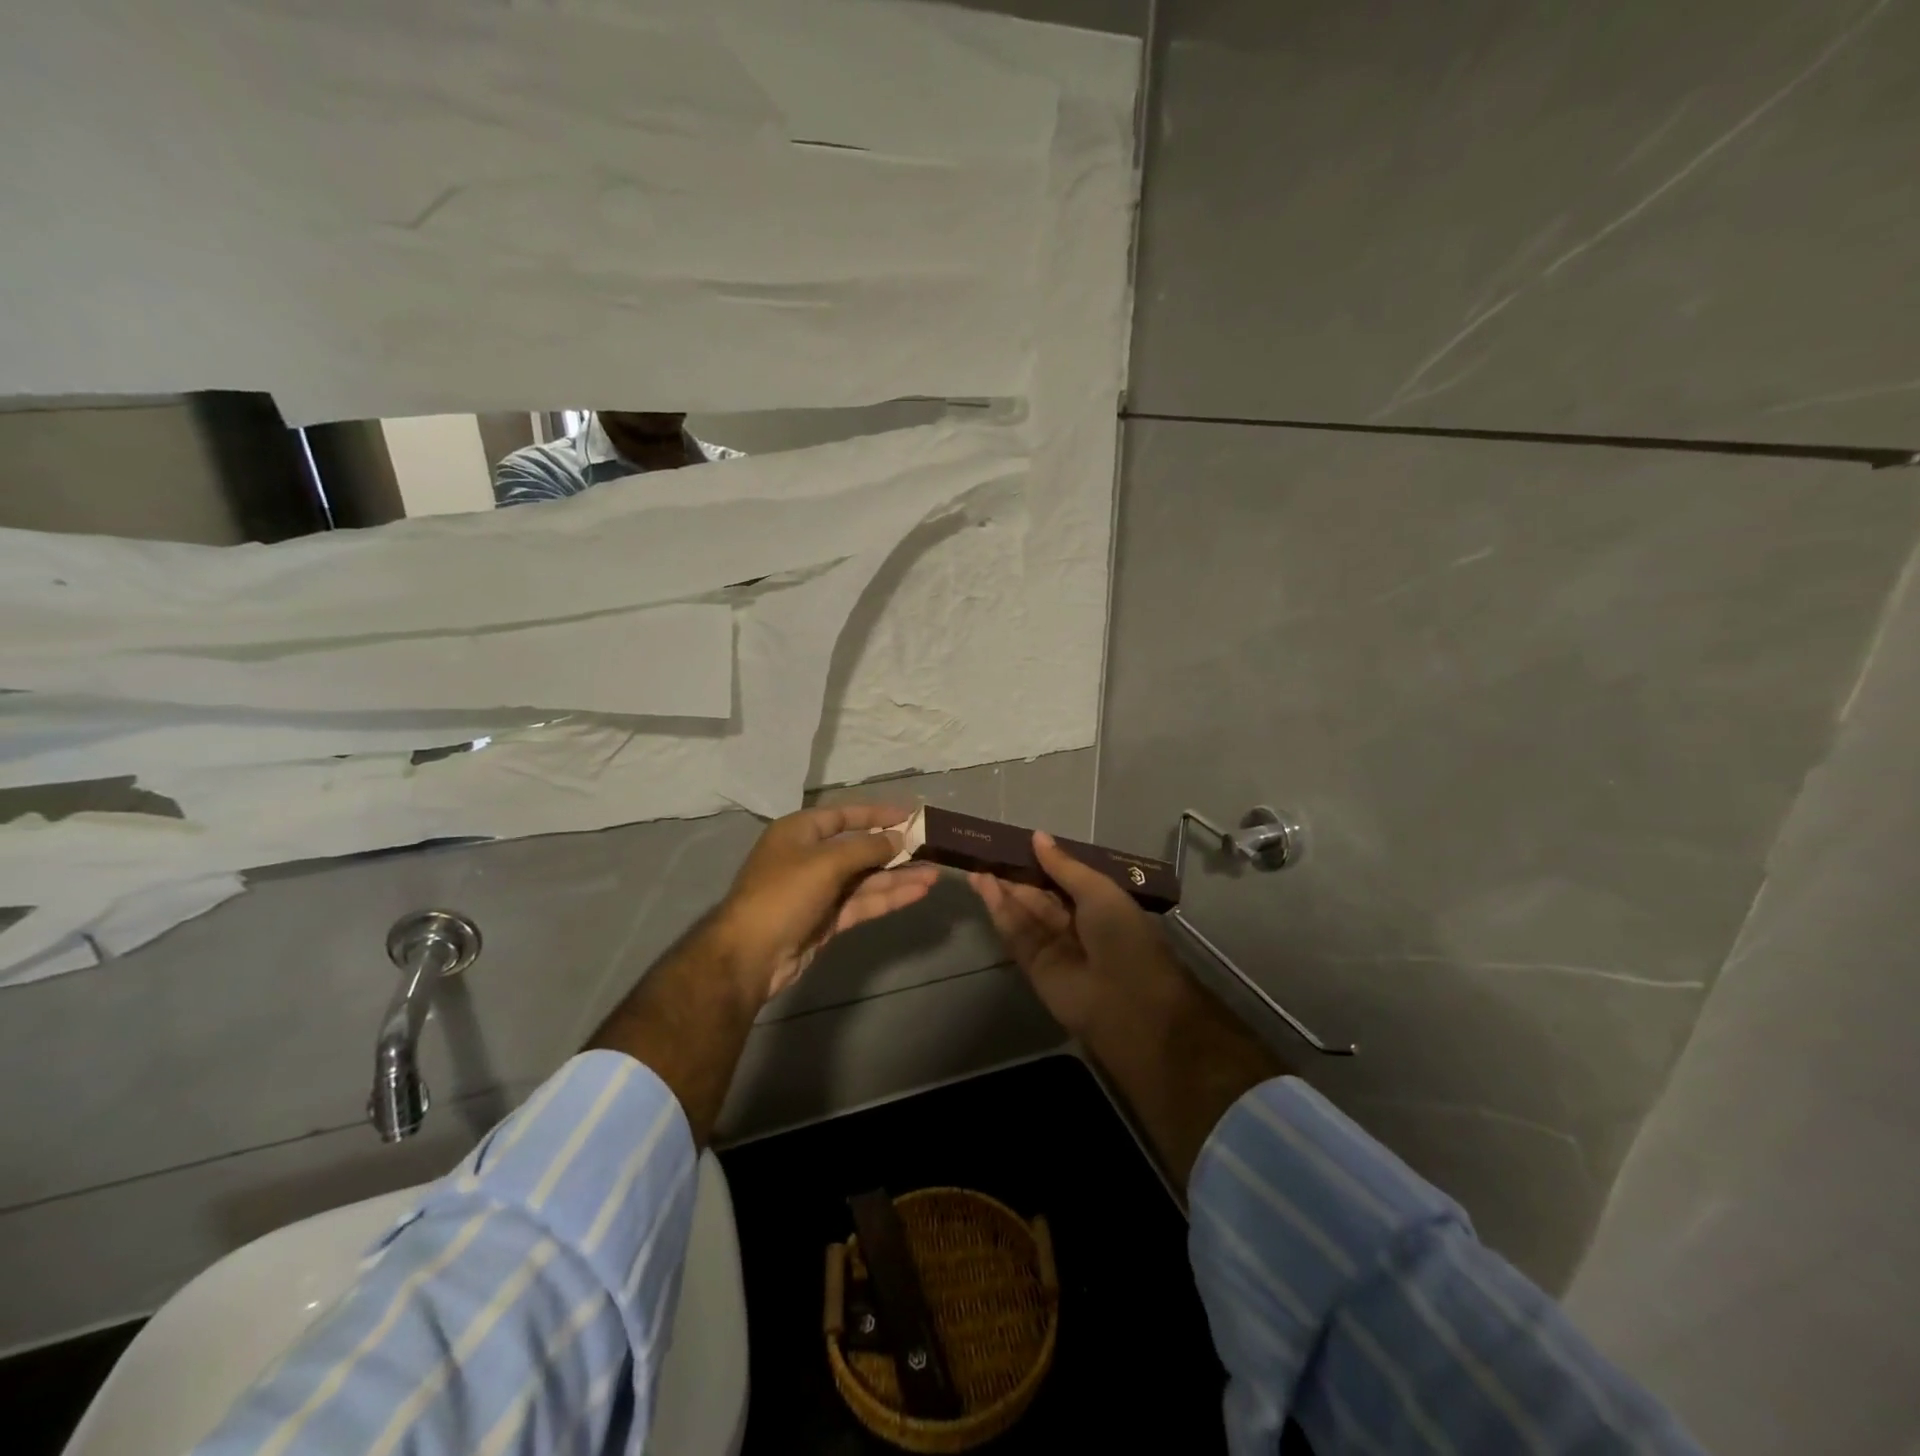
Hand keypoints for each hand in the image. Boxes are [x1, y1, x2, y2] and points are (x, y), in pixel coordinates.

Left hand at [714, 804, 939, 1003]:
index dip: (877, 814)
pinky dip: (888, 897)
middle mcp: (810, 856)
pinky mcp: (827, 919)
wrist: (750, 956)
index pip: (844, 815)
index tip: (910, 815)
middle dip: (894, 849)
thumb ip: (867, 848)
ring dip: (898, 876)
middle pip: (859, 848)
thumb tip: (899, 838)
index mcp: (800, 832)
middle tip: (931, 847)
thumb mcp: (827, 863)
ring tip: (935, 874)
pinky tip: (917, 892)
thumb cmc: (784, 895)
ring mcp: (819, 890)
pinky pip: (863, 902)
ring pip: (865, 878)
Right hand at [969, 831, 1181, 1038]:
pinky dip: (1000, 912)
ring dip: (1002, 892)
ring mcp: (1054, 947)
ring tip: (978, 867)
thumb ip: (1063, 867)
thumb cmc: (1122, 936)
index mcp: (1100, 906)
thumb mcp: (1098, 891)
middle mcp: (1077, 925)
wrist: (1127, 1002)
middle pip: (1040, 896)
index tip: (1016, 843)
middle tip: (988, 853)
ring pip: (1024, 914)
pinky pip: (1016, 935)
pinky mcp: (1034, 967)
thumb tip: (1037, 836)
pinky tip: (985, 888)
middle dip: (1016, 877)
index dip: (1041, 863)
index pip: (1065, 880)